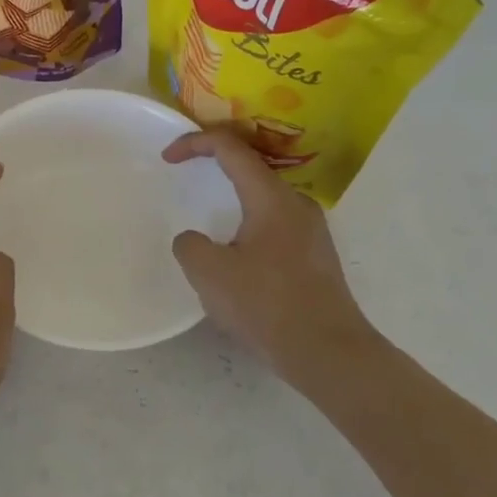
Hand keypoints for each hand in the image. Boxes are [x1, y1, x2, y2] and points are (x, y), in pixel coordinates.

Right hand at [165, 129, 381, 384]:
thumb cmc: (267, 305)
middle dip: (214, 164)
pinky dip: (247, 222)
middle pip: (251, 167)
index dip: (195, 143)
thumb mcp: (209, 274)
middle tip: (186, 174)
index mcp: (271, 197)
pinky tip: (235, 252)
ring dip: (232, 197)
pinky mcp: (316, 256)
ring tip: (208, 215)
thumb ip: (190, 245)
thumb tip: (194, 240)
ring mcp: (311, 230)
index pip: (231, 148)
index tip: (167, 158)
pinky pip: (274, 222)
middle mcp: (296, 204)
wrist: (329, 353)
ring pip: (264, 197)